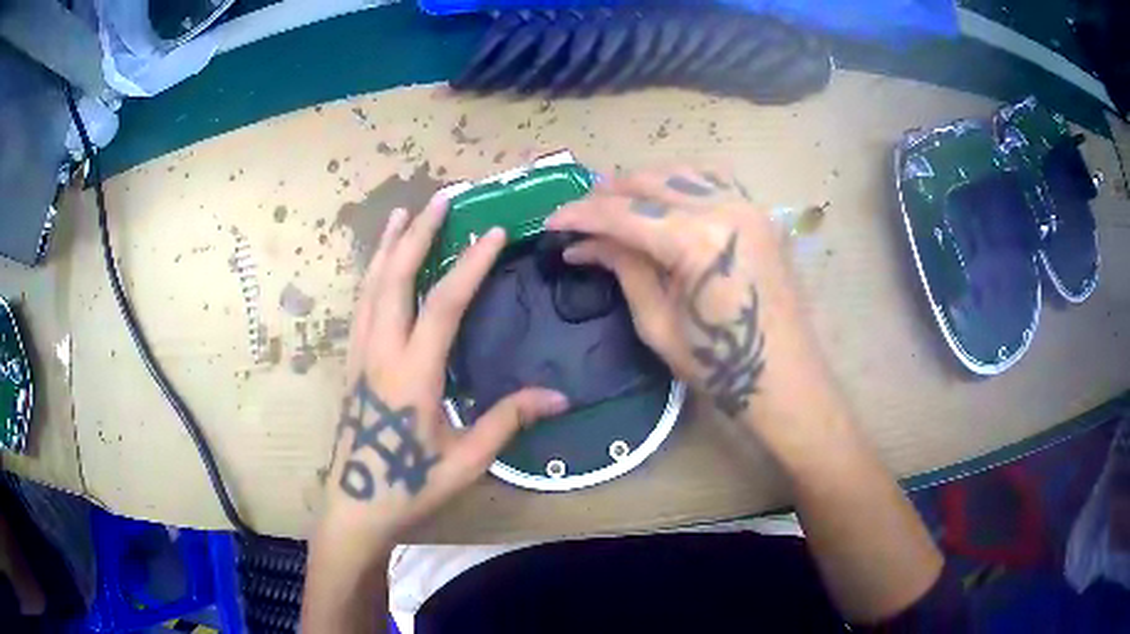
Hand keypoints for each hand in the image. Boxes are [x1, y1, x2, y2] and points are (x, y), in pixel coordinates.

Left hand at [322, 193, 569, 556]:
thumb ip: (509, 421)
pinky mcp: (351, 363)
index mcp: (413, 373)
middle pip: (396, 278)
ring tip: (404, 214)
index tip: (493, 231)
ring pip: (371, 286)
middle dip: (419, 234)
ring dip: (388, 246)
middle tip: (442, 198)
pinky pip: (361, 305)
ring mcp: (360, 355)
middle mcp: (381, 352)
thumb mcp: (467, 460)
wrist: (356, 506)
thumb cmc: (411, 485)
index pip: (444, 304)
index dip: (470, 264)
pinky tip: (379, 264)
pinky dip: (372, 274)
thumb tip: (560, 397)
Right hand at [547, 166, 837, 431]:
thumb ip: (625, 269)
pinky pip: (713, 180)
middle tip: (581, 216)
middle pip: (651, 182)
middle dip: (608, 195)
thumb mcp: (658, 322)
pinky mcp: (759, 214)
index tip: (551, 221)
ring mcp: (748, 206)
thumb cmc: (719, 364)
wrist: (784, 377)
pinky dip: (681, 183)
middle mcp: (724, 208)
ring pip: (681, 172)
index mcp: (696, 240)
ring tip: (616, 205)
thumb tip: (586, 244)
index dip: (581, 216)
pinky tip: (665, 199)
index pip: (624, 213)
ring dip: (643, 184)